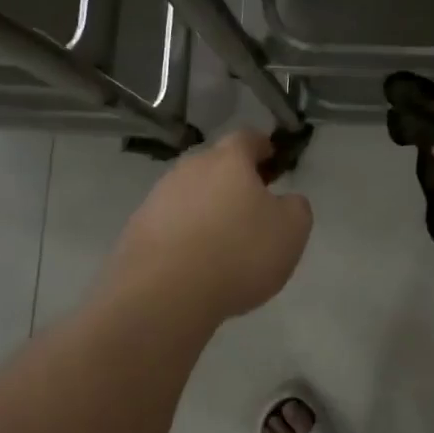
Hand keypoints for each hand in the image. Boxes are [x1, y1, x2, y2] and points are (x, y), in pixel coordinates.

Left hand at [100, 129, 313, 325]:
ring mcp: (158, 197)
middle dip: (232, 179)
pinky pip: (169, 222)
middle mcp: (189, 169)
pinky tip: (193, 261)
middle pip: (214, 165)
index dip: (262, 146)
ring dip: (206, 207)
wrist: (165, 294)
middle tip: (250, 205)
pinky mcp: (137, 228)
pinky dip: (183, 233)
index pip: (247, 138)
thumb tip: (286, 200)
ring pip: (189, 193)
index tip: (272, 160)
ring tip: (221, 240)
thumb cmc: (239, 253)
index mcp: (229, 161)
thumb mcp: (291, 231)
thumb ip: (296, 207)